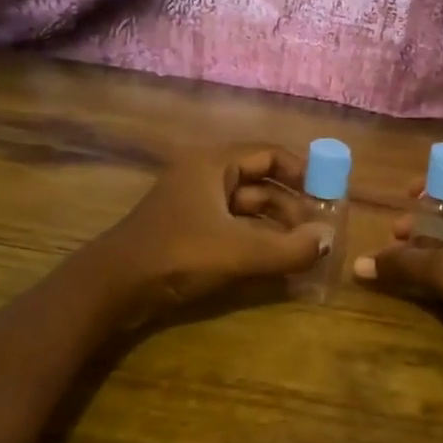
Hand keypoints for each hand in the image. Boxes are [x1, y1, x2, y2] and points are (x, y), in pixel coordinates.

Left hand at [83, 145, 333, 321]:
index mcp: (213, 165)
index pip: (268, 155)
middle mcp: (205, 177)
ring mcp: (195, 206)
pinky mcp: (189, 232)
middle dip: (292, 206)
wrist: (113, 288)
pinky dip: (257, 241)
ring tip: (305, 249)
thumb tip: (329, 241)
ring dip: (277, 226)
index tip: (328, 193)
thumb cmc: (177, 255)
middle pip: (260, 183)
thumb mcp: (239, 252)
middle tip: (320, 231)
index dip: (302, 171)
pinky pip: (233, 229)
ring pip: (247, 209)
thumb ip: (289, 248)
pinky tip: (277, 261)